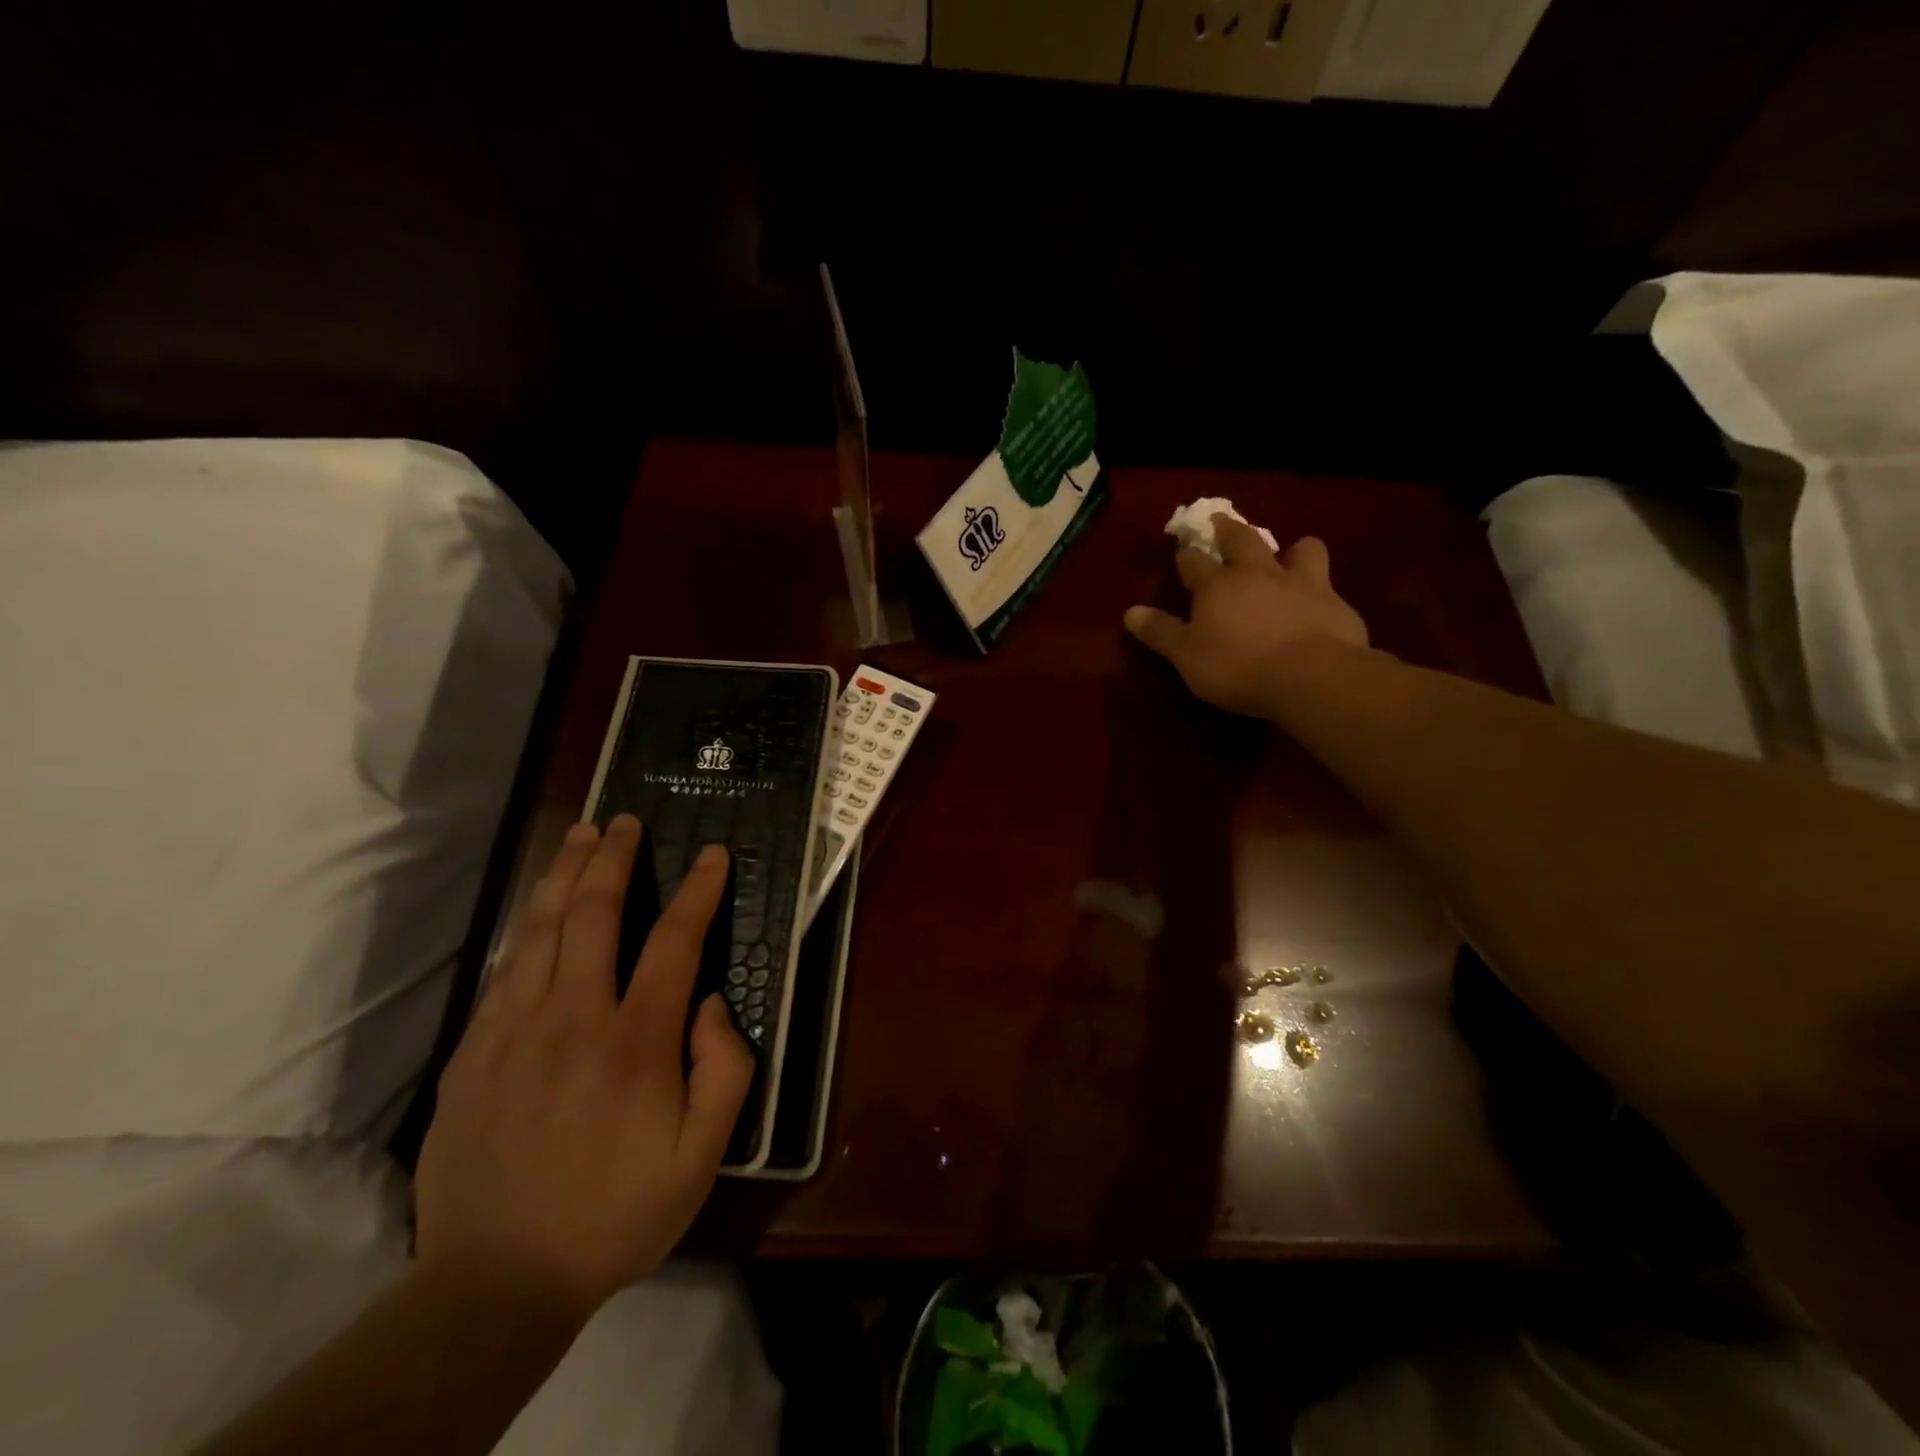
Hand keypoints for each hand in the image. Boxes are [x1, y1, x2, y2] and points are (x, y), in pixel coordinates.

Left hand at [415, 816, 753, 1315]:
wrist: (495, 1283)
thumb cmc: (616, 1214)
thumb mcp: (703, 1156)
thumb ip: (725, 1069)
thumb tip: (710, 1002)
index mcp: (636, 1041)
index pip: (674, 940)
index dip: (697, 890)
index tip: (712, 855)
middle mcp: (573, 1019)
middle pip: (593, 914)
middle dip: (613, 859)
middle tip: (623, 822)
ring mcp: (513, 1031)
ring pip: (539, 929)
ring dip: (563, 875)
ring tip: (578, 836)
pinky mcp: (473, 1053)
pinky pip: (505, 970)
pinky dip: (527, 927)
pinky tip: (538, 911)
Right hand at [1124, 514, 1369, 717]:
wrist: (1310, 677)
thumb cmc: (1237, 667)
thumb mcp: (1186, 655)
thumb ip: (1160, 632)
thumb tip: (1130, 612)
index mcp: (1217, 586)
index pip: (1194, 562)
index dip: (1186, 557)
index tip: (1182, 552)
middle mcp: (1258, 573)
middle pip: (1242, 540)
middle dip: (1229, 530)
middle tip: (1223, 522)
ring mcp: (1301, 583)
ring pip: (1300, 549)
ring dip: (1292, 549)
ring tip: (1289, 555)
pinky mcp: (1335, 603)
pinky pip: (1328, 585)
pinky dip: (1320, 590)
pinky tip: (1319, 605)